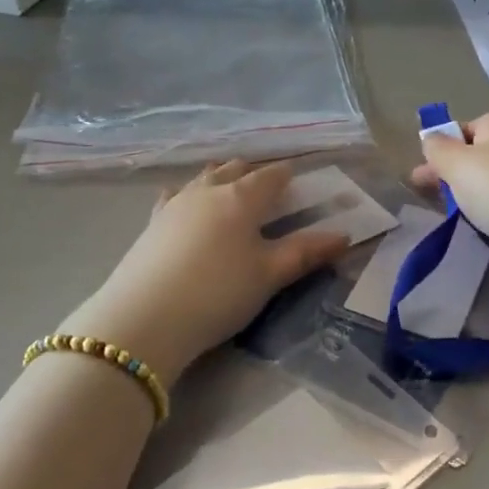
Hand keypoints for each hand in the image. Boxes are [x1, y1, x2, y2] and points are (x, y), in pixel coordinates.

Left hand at [64, 161, 350, 383]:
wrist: (145, 318)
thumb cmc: (218, 293)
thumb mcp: (269, 276)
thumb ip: (305, 253)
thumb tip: (344, 235)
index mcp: (242, 197)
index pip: (271, 176)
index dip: (287, 175)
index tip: (297, 180)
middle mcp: (207, 190)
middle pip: (235, 169)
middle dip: (253, 173)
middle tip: (267, 188)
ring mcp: (175, 204)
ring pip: (203, 178)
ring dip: (220, 178)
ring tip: (229, 186)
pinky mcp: (151, 223)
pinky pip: (175, 195)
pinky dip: (188, 194)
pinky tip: (184, 202)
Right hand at [410, 113, 488, 308]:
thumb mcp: (459, 163)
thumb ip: (439, 150)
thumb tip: (430, 137)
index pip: (473, 124)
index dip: (449, 137)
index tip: (426, 158)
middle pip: (479, 157)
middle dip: (451, 171)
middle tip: (422, 189)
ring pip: (488, 189)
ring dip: (466, 198)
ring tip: (443, 213)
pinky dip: (483, 220)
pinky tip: (471, 230)